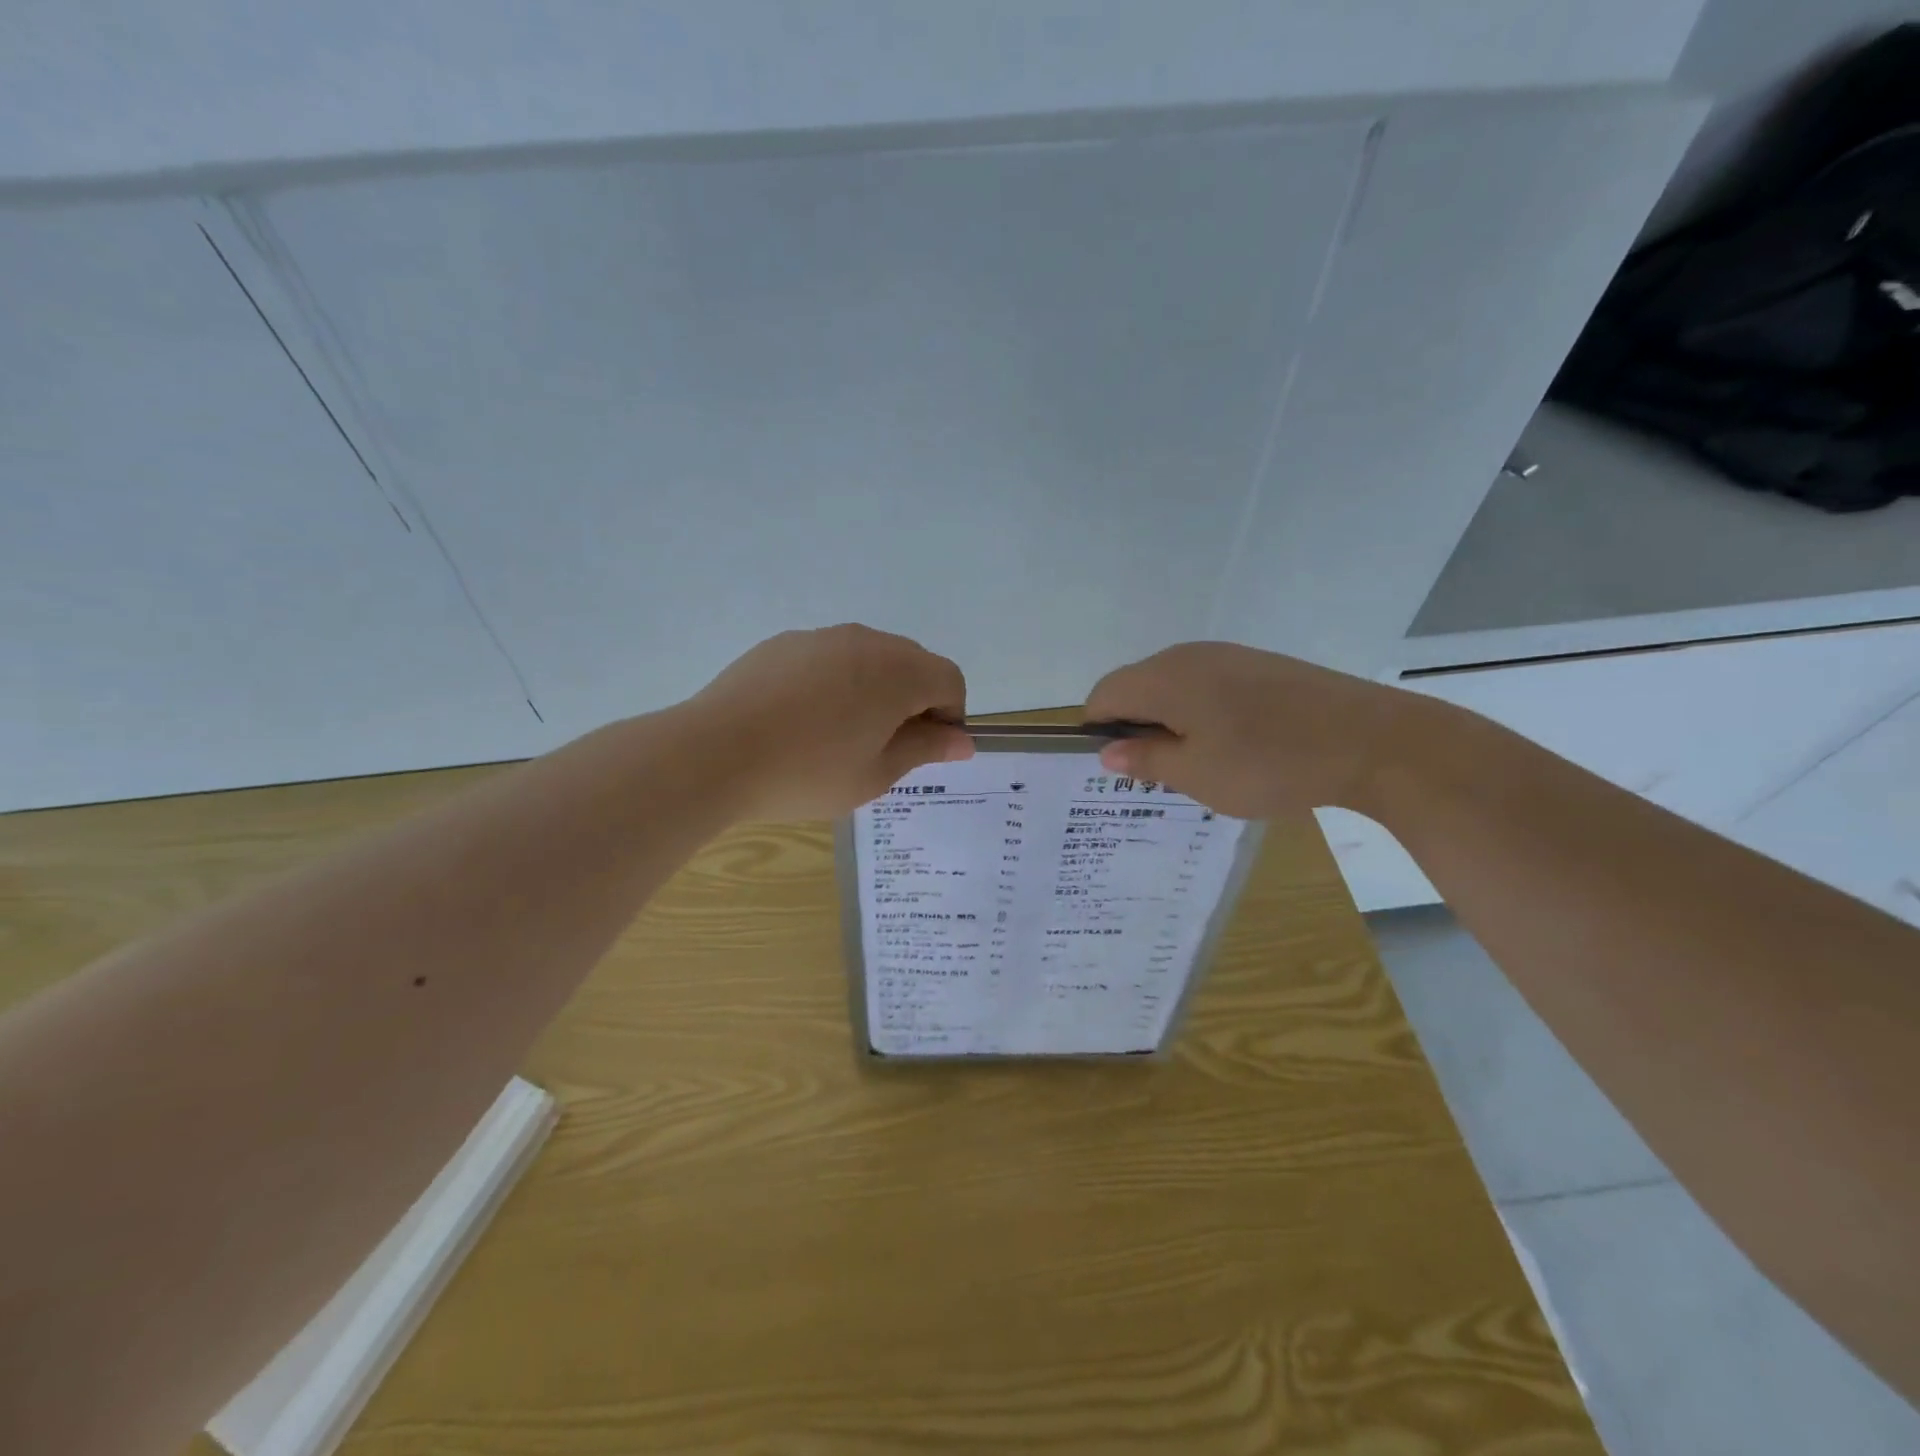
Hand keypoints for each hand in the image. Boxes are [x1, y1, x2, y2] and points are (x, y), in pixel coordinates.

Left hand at [688, 624, 973, 819]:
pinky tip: (803, 720)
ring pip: (868, 658)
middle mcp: (865, 641)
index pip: (949, 680)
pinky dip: (835, 682)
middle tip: (887, 747)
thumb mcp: (876, 773)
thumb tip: (962, 740)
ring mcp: (821, 637)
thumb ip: (925, 749)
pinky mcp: (783, 643)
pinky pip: (828, 658)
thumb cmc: (808, 773)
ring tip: (841, 735)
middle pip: (912, 663)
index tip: (926, 750)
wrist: (715, 754)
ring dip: (874, 689)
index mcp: (898, 672)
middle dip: (914, 700)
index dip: (950, 716)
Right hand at [1083, 642, 1413, 818]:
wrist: (1372, 740)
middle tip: (1162, 771)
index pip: (1103, 695)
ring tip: (1202, 761)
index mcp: (1164, 678)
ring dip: (1170, 720)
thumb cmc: (1270, 762)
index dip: (1099, 730)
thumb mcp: (1197, 774)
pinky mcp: (1259, 664)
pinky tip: (1236, 743)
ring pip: (1172, 685)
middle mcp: (1188, 656)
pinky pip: (1207, 684)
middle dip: (1136, 726)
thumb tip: (1108, 750)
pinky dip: (1202, 711)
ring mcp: (1227, 655)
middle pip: (1136, 686)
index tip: (1122, 766)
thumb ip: (1145, 759)